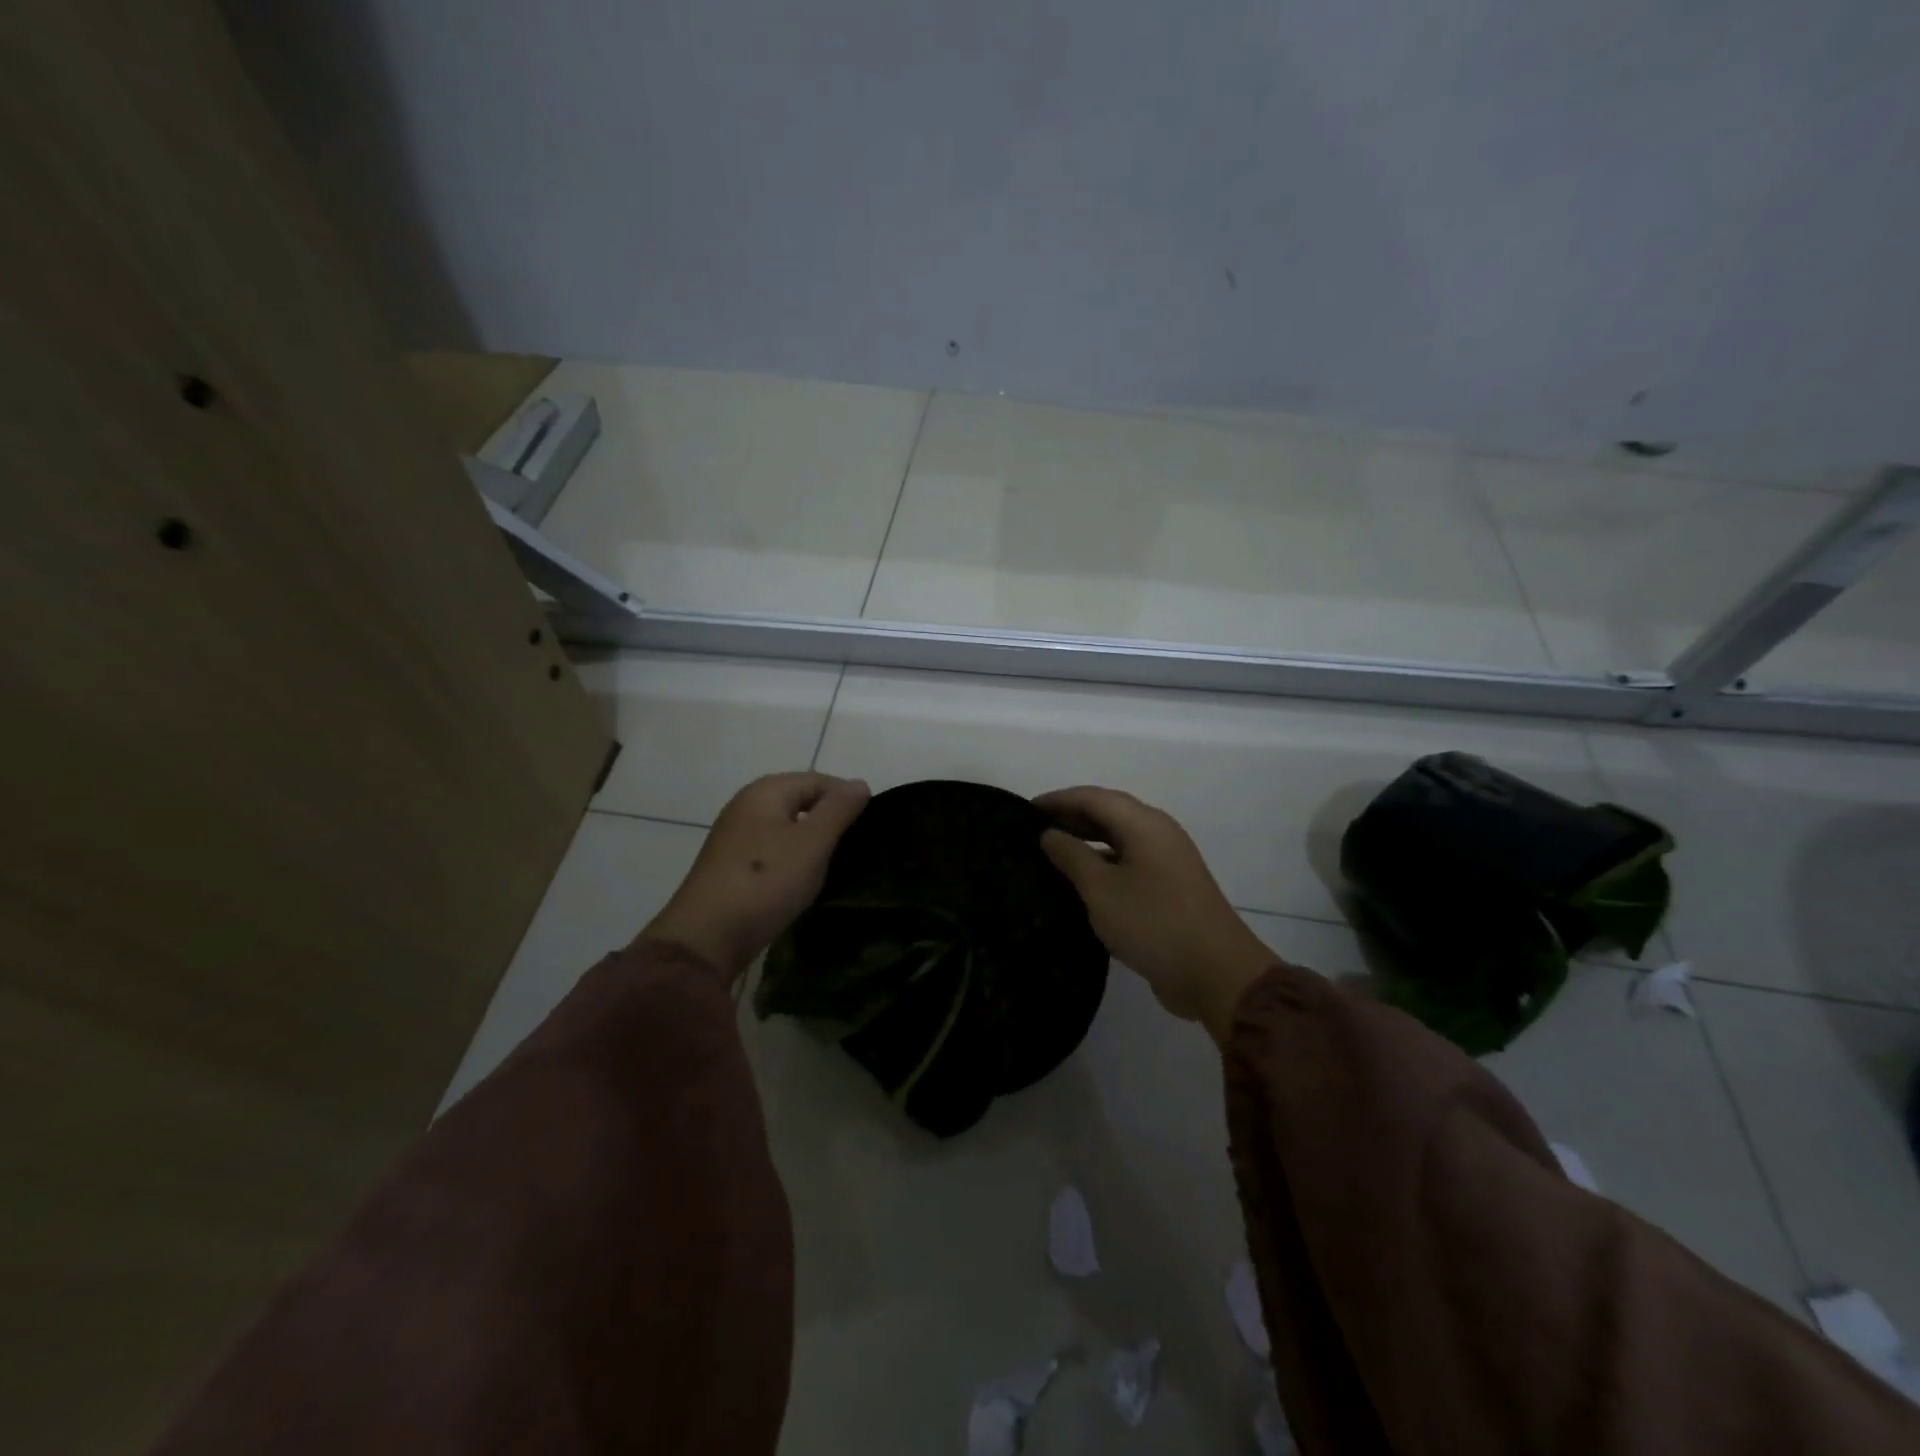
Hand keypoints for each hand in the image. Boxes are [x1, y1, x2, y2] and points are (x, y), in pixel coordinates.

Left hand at [639, 773, 870, 977]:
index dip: (847, 797)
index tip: (870, 826)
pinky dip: (792, 859)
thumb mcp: (812, 843)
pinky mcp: (731, 865)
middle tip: (855, 846)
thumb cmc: (766, 882)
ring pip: (786, 827)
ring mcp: (735, 836)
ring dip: (811, 842)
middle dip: (830, 819)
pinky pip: (772, 850)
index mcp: (766, 791)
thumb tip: (860, 784)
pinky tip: (802, 880)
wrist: (706, 937)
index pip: (818, 780)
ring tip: (835, 864)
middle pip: (800, 801)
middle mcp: (746, 805)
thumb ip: (839, 810)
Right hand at [1035, 786, 1274, 1043]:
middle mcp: (1158, 834)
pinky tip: (1079, 884)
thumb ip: (1072, 856)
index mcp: (1144, 824)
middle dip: (1070, 817)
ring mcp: (1167, 862)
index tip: (1024, 810)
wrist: (1215, 974)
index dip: (1058, 800)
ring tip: (1050, 854)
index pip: (1093, 797)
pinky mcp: (1169, 889)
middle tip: (1033, 831)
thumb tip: (1050, 833)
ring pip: (1119, 840)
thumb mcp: (1101, 890)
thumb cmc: (1153, 923)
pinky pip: (1128, 863)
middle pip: (1108, 813)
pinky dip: (1102, 864)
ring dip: (1086, 841)